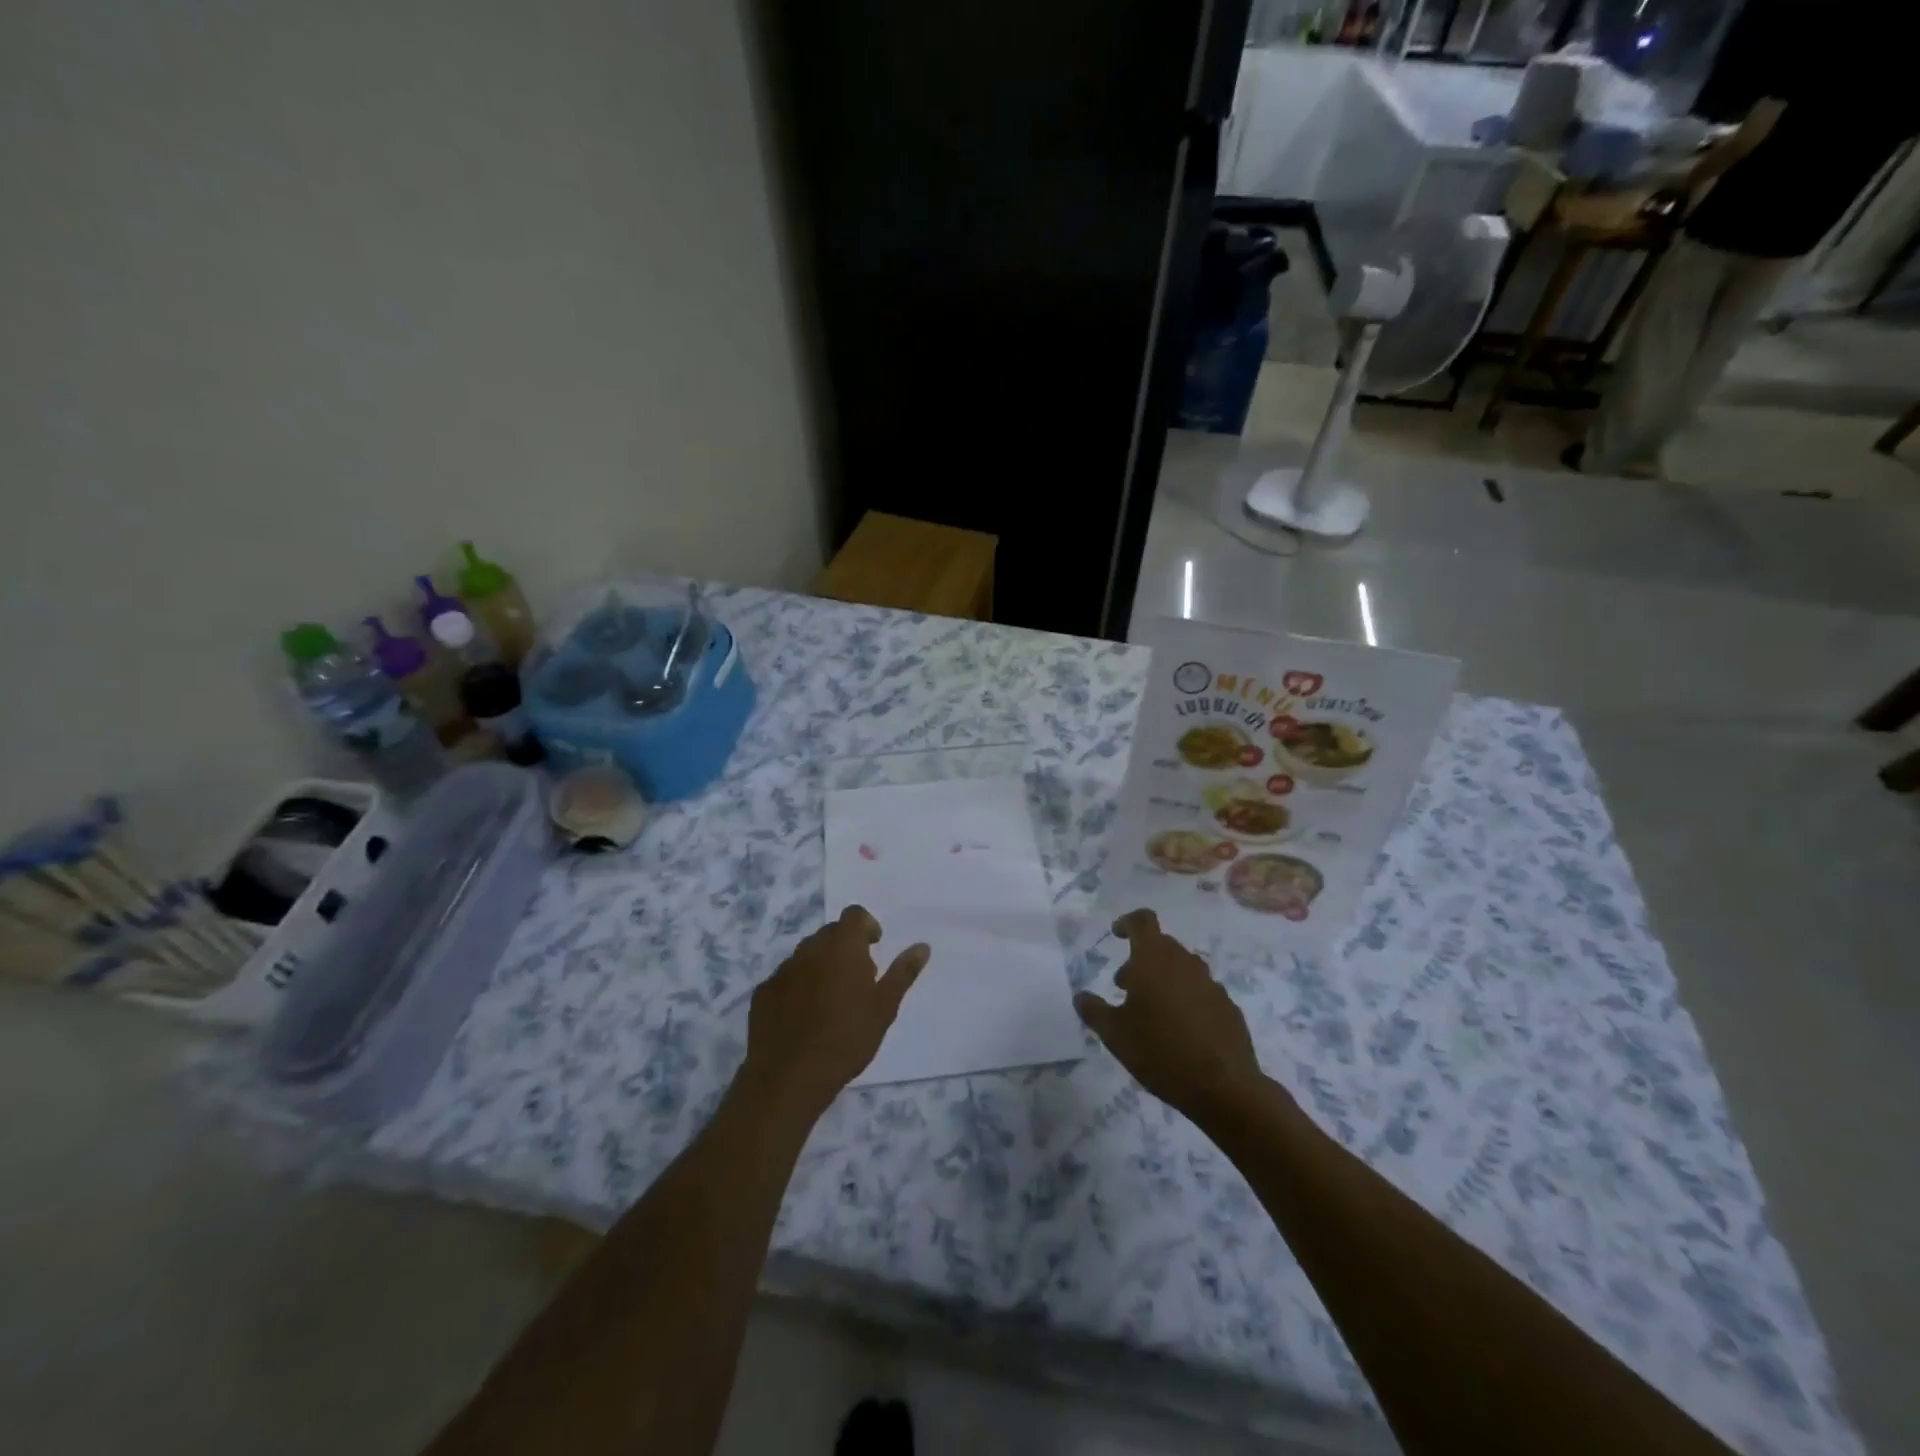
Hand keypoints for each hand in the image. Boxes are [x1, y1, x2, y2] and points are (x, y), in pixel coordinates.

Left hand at [742, 906, 928, 1120]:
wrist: (790, 1076)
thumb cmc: (847, 1038)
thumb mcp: (884, 1007)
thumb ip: (903, 973)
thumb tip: (922, 946)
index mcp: (842, 946)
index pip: (854, 915)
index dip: (866, 926)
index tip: (874, 948)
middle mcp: (810, 948)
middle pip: (830, 934)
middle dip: (845, 947)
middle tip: (857, 980)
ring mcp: (783, 970)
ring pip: (806, 955)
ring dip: (821, 966)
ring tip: (831, 1000)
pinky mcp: (763, 992)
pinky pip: (786, 978)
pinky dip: (798, 987)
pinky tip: (804, 1017)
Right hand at [1074, 909, 1263, 1125]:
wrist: (1223, 1087)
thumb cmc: (1160, 1051)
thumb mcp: (1114, 1035)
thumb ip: (1094, 1011)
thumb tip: (1081, 996)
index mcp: (1154, 960)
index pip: (1143, 921)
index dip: (1127, 922)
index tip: (1116, 934)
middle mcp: (1185, 963)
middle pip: (1162, 945)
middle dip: (1141, 959)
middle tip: (1125, 987)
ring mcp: (1211, 984)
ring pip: (1182, 968)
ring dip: (1164, 979)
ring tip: (1152, 1011)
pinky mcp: (1228, 1006)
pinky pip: (1201, 991)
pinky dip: (1187, 999)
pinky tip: (1180, 1030)